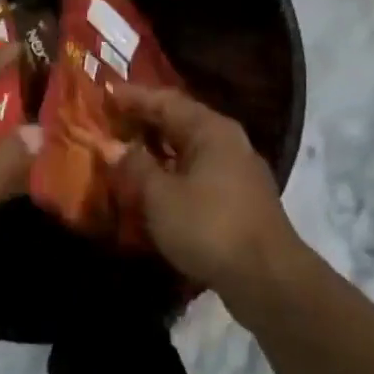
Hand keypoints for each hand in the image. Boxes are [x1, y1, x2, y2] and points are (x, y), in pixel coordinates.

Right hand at [109, 84, 302, 299]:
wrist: (268, 278)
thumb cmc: (209, 226)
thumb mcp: (160, 196)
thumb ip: (135, 166)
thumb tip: (114, 146)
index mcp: (211, 130)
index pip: (166, 101)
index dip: (134, 97)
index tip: (106, 94)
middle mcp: (228, 142)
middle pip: (180, 122)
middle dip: (145, 122)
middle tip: (112, 122)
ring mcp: (238, 171)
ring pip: (190, 149)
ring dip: (159, 149)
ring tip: (127, 151)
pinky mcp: (240, 199)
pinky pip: (199, 172)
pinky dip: (173, 172)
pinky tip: (156, 185)